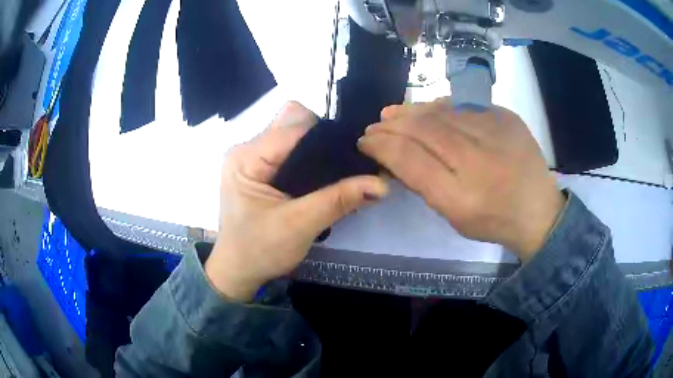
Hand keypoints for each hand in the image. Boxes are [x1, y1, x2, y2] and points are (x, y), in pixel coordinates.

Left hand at [206, 102, 388, 300]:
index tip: (357, 153)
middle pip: (294, 123)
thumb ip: (340, 200)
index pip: (295, 126)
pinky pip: (290, 150)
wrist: (238, 272)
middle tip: (348, 165)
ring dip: (318, 150)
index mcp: (247, 157)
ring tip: (339, 171)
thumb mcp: (300, 225)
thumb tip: (382, 183)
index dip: (327, 136)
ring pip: (295, 135)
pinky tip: (323, 177)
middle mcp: (247, 149)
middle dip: (324, 140)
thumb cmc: (259, 251)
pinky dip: (310, 159)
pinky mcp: (260, 170)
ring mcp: (253, 158)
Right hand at [358, 98, 564, 261]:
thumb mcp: (453, 215)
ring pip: (443, 113)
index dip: (383, 146)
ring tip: (392, 113)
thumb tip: (395, 153)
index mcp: (462, 197)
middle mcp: (479, 161)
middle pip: (424, 130)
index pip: (411, 159)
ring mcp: (497, 133)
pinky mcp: (508, 118)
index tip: (366, 141)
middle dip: (393, 125)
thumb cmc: (492, 220)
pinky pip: (466, 106)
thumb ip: (423, 183)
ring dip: (412, 111)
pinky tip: (428, 109)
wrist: (538, 210)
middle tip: (375, 125)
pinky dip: (441, 106)